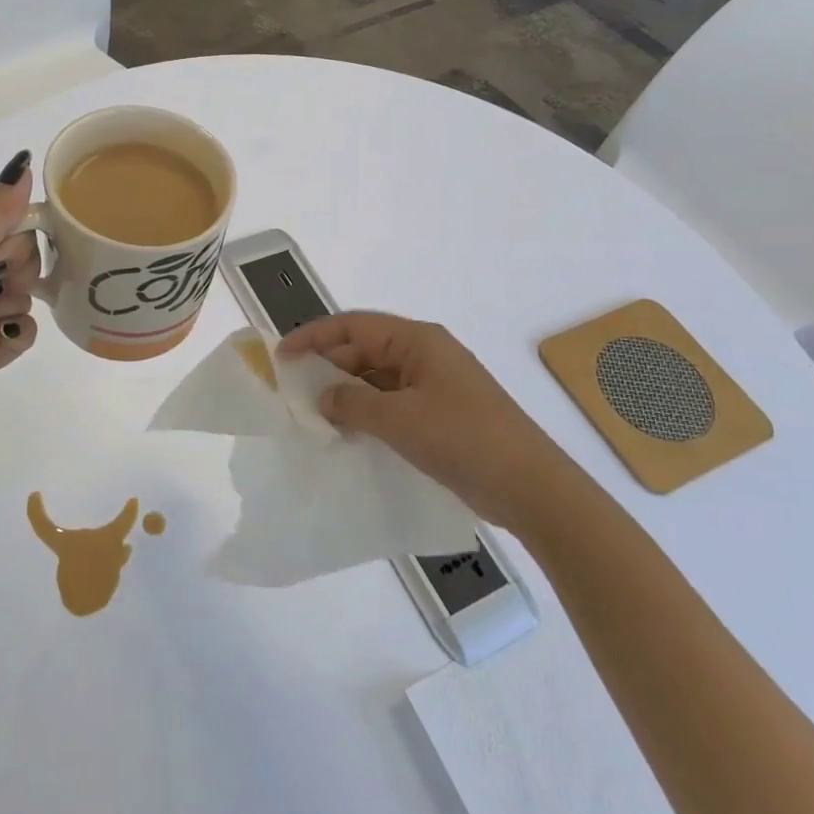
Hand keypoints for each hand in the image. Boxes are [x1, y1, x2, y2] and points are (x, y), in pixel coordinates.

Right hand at [278, 312, 568, 528]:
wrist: (531, 487)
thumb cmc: (463, 439)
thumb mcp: (399, 420)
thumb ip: (352, 403)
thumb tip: (323, 397)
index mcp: (417, 340)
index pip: (353, 326)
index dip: (313, 336)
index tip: (282, 355)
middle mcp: (425, 354)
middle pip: (364, 349)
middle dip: (328, 367)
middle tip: (294, 392)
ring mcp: (435, 384)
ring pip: (377, 378)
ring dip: (347, 393)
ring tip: (315, 416)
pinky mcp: (441, 413)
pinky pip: (393, 402)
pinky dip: (368, 412)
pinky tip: (349, 433)